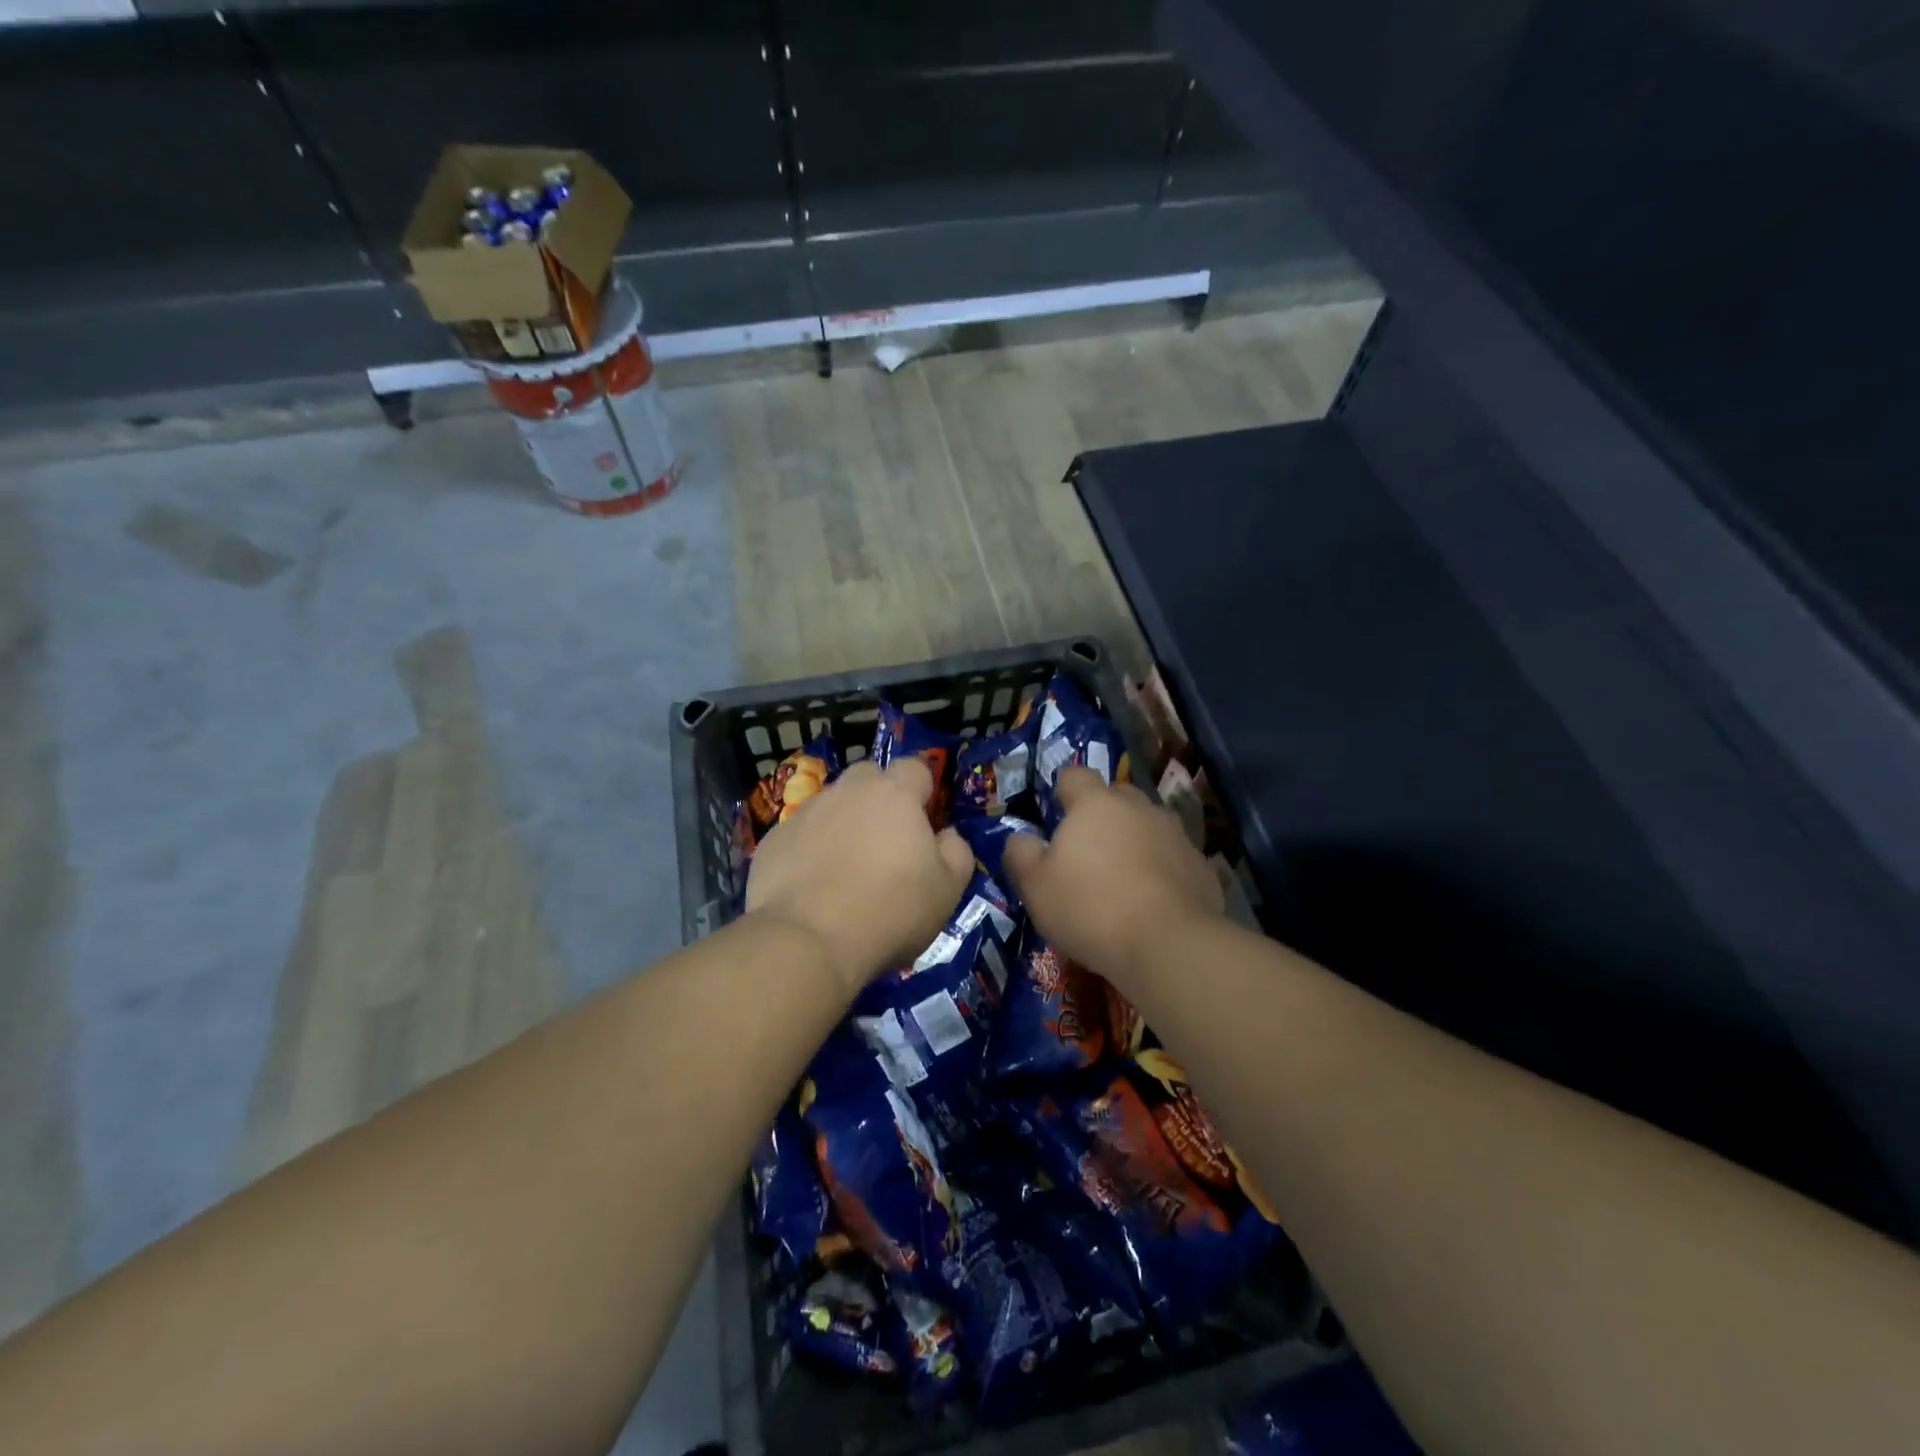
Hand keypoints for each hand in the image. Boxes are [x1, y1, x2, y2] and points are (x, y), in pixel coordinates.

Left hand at [746, 756, 974, 995]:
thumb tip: (947, 834)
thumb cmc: (889, 911)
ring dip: (843, 823)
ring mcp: (806, 813)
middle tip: (886, 841)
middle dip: (879, 797)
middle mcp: (848, 792)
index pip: (915, 767)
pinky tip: (812, 885)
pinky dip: (809, 849)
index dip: (923, 789)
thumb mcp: (947, 890)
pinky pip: (800, 833)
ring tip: (845, 867)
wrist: (807, 941)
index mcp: (895, 795)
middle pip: (869, 776)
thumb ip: (957, 852)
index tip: (925, 820)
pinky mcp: (774, 840)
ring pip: (832, 804)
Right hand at [1003, 766, 1223, 988]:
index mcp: (1095, 803)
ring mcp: (1174, 833)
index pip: (1074, 775)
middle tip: (1086, 851)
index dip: (1062, 789)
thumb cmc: (1090, 908)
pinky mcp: (1200, 864)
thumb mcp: (1035, 886)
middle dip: (1101, 815)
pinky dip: (1159, 870)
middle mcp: (1138, 807)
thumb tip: (1020, 838)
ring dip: (1132, 842)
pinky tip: (1151, 901)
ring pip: (1146, 826)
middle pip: (1115, 797)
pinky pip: (1171, 857)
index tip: (1056, 813)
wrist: (1169, 944)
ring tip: (1120, 878)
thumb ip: (1021, 854)